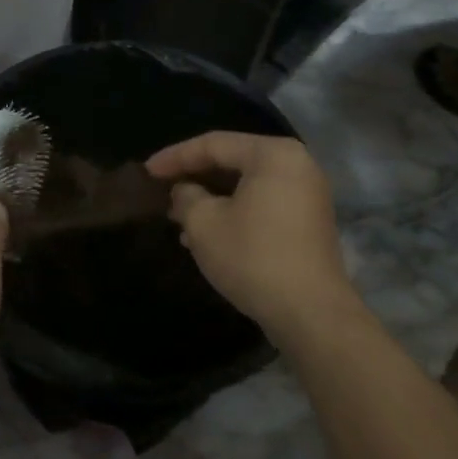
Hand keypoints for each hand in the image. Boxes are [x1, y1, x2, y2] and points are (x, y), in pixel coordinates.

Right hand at [146, 132, 362, 344]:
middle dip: (193, 177)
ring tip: (177, 215)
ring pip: (246, 186)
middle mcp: (296, 165)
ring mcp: (307, 195)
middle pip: (232, 161)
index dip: (175, 157)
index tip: (146, 172)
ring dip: (210, 198)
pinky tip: (206, 234)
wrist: (310, 314)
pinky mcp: (308, 222)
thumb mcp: (203, 223)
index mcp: (273, 154)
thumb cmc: (253, 257)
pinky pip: (262, 204)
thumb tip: (184, 191)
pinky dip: (233, 211)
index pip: (213, 144)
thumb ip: (185, 195)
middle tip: (161, 190)